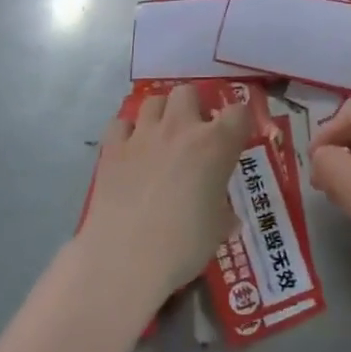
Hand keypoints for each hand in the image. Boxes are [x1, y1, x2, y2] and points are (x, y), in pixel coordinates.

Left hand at [76, 85, 251, 311]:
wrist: (126, 259)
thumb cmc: (184, 245)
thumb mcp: (217, 230)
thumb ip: (224, 214)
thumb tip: (228, 218)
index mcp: (215, 145)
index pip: (238, 112)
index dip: (238, 122)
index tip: (235, 137)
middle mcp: (180, 128)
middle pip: (188, 92)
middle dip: (193, 107)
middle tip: (193, 134)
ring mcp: (143, 135)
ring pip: (153, 100)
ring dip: (161, 114)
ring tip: (161, 137)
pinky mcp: (112, 148)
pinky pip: (120, 124)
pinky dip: (127, 132)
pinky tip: (130, 151)